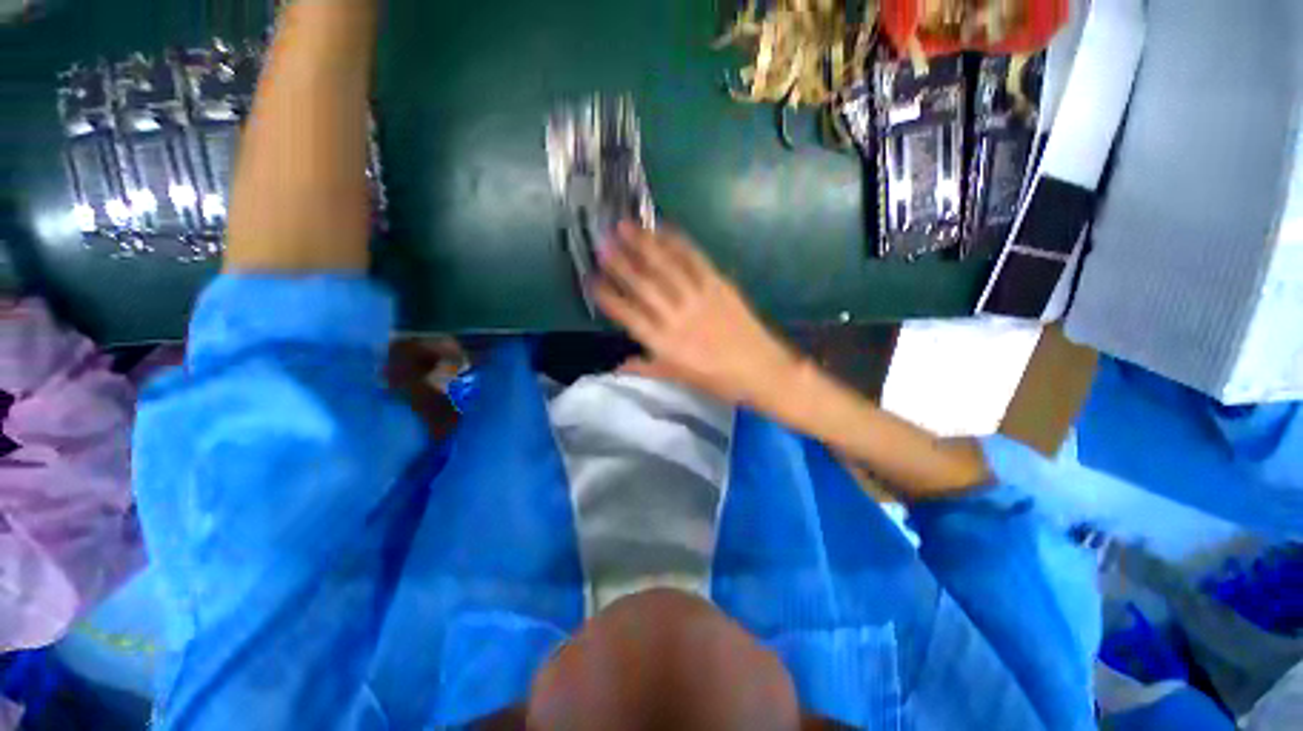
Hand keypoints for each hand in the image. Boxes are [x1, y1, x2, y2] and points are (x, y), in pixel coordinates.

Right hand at [595, 222, 799, 403]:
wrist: (761, 370)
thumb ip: (647, 368)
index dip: (608, 296)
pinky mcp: (718, 285)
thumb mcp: (679, 378)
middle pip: (643, 285)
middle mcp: (676, 317)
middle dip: (619, 263)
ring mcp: (698, 298)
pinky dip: (677, 243)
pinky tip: (663, 229)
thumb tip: (618, 366)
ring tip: (625, 226)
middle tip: (601, 242)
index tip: (592, 279)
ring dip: (644, 244)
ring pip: (665, 267)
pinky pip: (695, 260)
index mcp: (664, 344)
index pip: (628, 315)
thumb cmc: (718, 380)